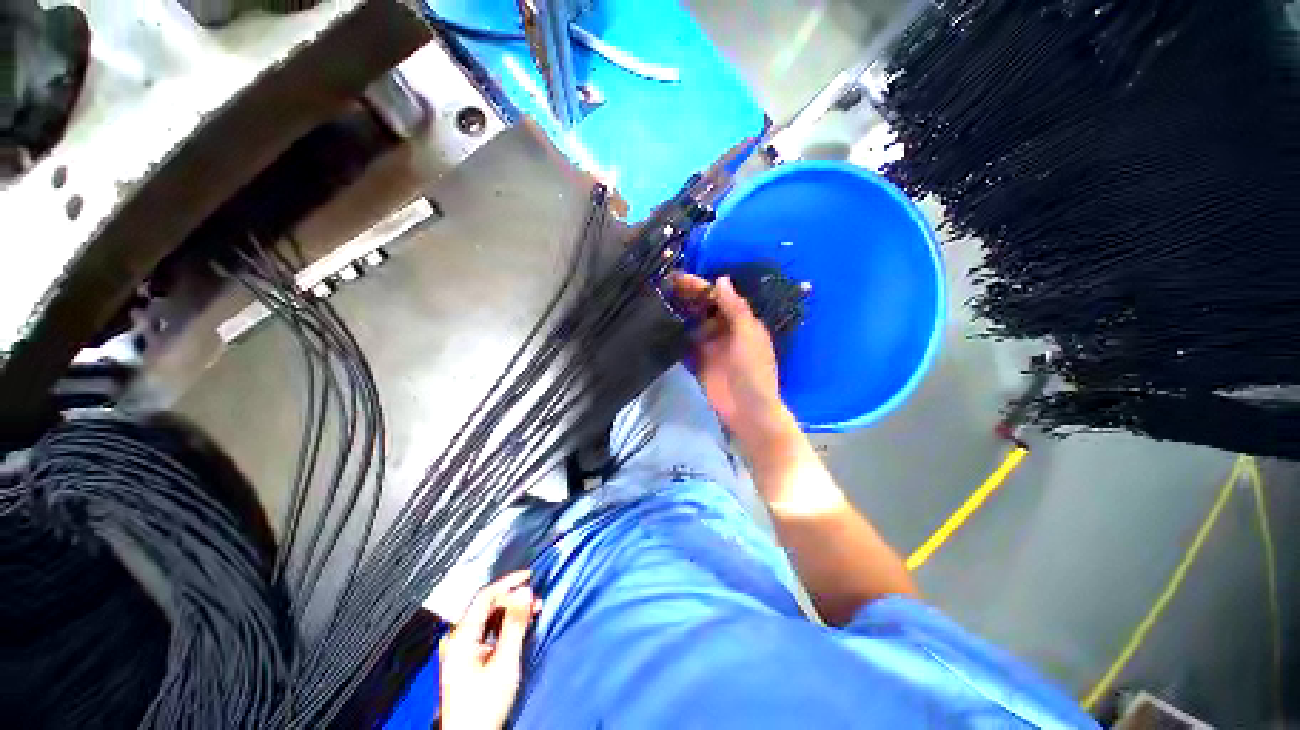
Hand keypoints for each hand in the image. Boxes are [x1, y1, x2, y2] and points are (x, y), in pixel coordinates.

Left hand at [440, 571, 539, 729]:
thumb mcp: (505, 661)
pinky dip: (503, 626)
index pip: (485, 596)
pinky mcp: (465, 660)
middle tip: (535, 601)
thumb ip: (515, 624)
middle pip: (487, 607)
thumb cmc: (484, 704)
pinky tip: (517, 628)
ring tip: (531, 613)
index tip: (529, 576)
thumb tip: (525, 591)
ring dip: (510, 612)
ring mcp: (459, 650)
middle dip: (513, 599)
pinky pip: (485, 631)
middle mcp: (457, 639)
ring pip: (487, 619)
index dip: (508, 582)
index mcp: (461, 636)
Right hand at [672, 274, 796, 446]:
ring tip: (656, 301)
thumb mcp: (748, 336)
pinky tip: (660, 326)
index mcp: (740, 321)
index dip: (700, 286)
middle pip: (703, 308)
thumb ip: (735, 308)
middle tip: (662, 285)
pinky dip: (675, 334)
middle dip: (686, 296)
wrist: (748, 411)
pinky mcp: (698, 362)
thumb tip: (721, 278)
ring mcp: (710, 346)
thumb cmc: (753, 371)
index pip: (718, 297)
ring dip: (678, 313)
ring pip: (692, 323)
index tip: (678, 277)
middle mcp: (724, 330)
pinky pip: (685, 343)